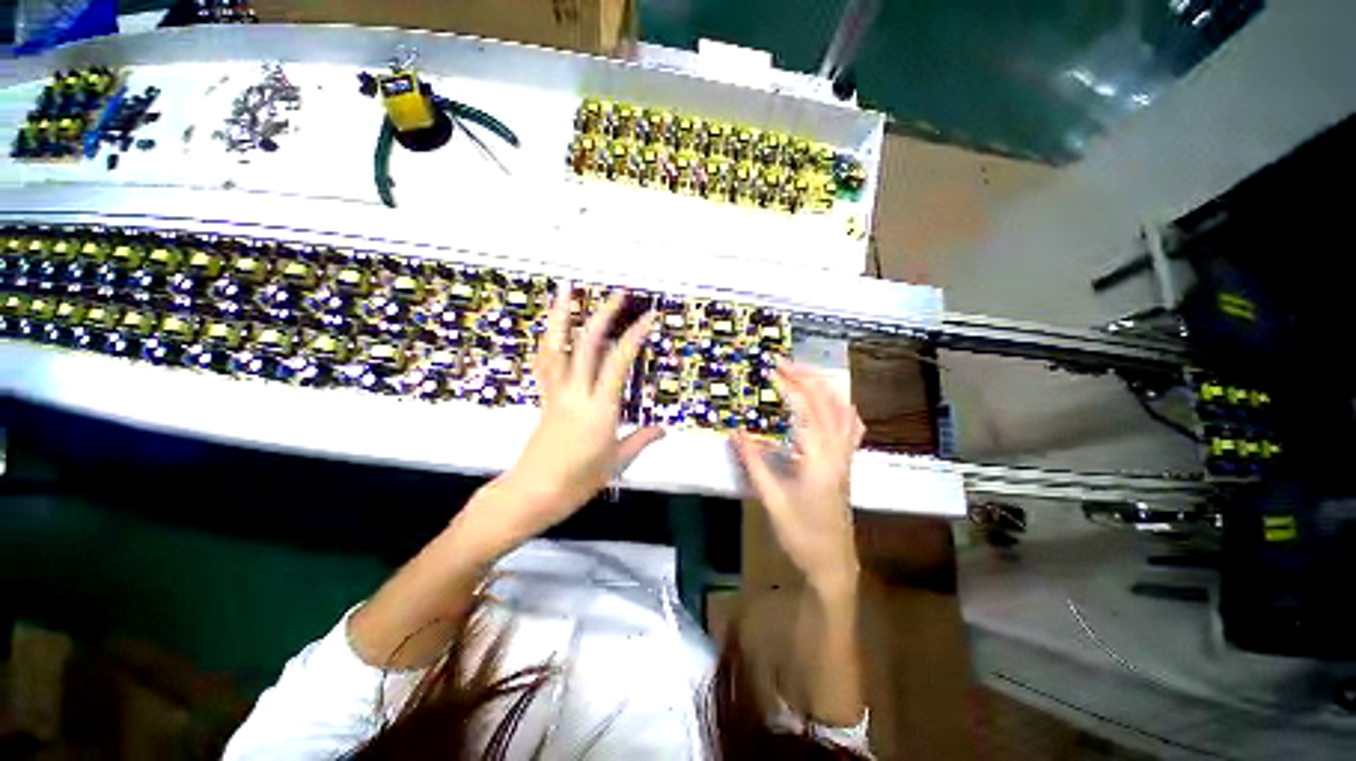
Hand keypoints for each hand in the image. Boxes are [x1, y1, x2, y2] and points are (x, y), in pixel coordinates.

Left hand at [459, 287, 662, 556]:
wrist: (532, 494)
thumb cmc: (577, 482)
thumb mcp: (616, 463)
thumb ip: (641, 440)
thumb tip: (662, 429)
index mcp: (600, 408)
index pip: (618, 362)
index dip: (633, 336)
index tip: (648, 317)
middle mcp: (576, 393)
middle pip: (587, 345)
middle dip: (604, 315)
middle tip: (618, 293)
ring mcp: (556, 392)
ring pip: (556, 347)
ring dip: (562, 316)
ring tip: (568, 291)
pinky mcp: (545, 397)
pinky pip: (544, 363)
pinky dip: (547, 341)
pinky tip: (551, 327)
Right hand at [732, 362, 864, 594]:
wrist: (833, 563)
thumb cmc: (801, 534)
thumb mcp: (771, 499)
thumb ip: (753, 462)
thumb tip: (735, 432)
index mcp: (819, 458)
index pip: (806, 409)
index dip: (789, 386)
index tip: (771, 370)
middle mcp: (838, 451)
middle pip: (829, 401)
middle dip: (806, 377)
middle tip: (782, 364)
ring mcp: (847, 456)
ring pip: (844, 409)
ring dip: (823, 387)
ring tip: (801, 375)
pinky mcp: (847, 463)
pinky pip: (850, 425)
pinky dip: (839, 406)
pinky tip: (827, 404)